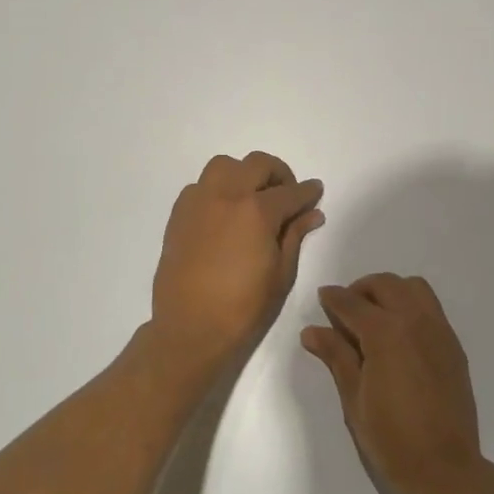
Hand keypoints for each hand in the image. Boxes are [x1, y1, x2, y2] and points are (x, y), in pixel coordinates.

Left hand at [151, 151, 325, 373]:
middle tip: (287, 195)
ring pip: (224, 166)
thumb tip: (312, 213)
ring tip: (252, 198)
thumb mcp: (281, 274)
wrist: (191, 329)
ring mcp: (198, 203)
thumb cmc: (244, 308)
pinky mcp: (179, 215)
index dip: (308, 192)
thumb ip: (295, 236)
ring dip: (244, 174)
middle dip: (279, 174)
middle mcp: (226, 196)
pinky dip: (217, 189)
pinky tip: (225, 213)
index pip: (291, 192)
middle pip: (257, 164)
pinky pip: (200, 186)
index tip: (315, 192)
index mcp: (257, 211)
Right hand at [302, 274, 484, 493]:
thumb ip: (336, 356)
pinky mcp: (453, 344)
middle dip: (361, 289)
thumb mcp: (354, 398)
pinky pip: (431, 307)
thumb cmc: (391, 438)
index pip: (352, 303)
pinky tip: (399, 334)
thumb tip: (312, 331)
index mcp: (386, 333)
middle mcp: (415, 321)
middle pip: (386, 284)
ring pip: (414, 288)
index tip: (322, 297)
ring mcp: (439, 330)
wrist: (445, 467)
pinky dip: (411, 306)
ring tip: (374, 316)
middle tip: (346, 309)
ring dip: (390, 291)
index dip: (333, 298)